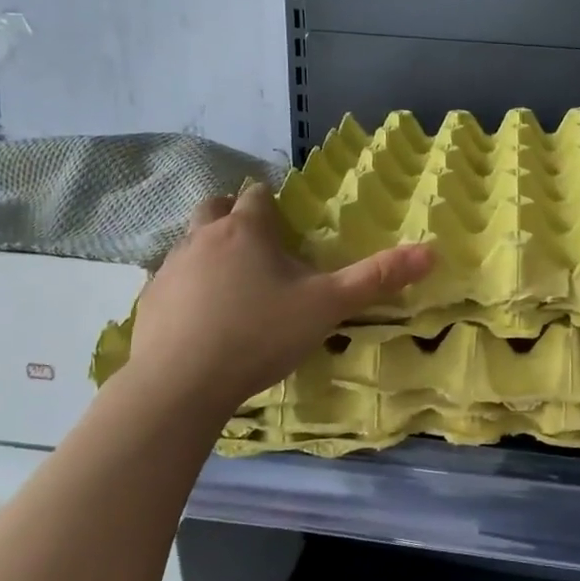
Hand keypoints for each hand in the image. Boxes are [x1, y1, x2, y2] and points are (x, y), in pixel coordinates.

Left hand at [128, 183, 434, 409]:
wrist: (180, 385)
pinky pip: (169, 279)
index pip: (257, 195)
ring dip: (208, 248)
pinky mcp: (147, 301)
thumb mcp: (327, 306)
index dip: (271, 202)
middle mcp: (203, 238)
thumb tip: (432, 250)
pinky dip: (186, 285)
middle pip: (214, 206)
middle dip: (233, 214)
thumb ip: (377, 278)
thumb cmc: (259, 334)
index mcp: (246, 230)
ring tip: (231, 281)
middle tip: (256, 243)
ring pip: (188, 241)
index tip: (284, 219)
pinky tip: (200, 316)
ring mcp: (170, 268)